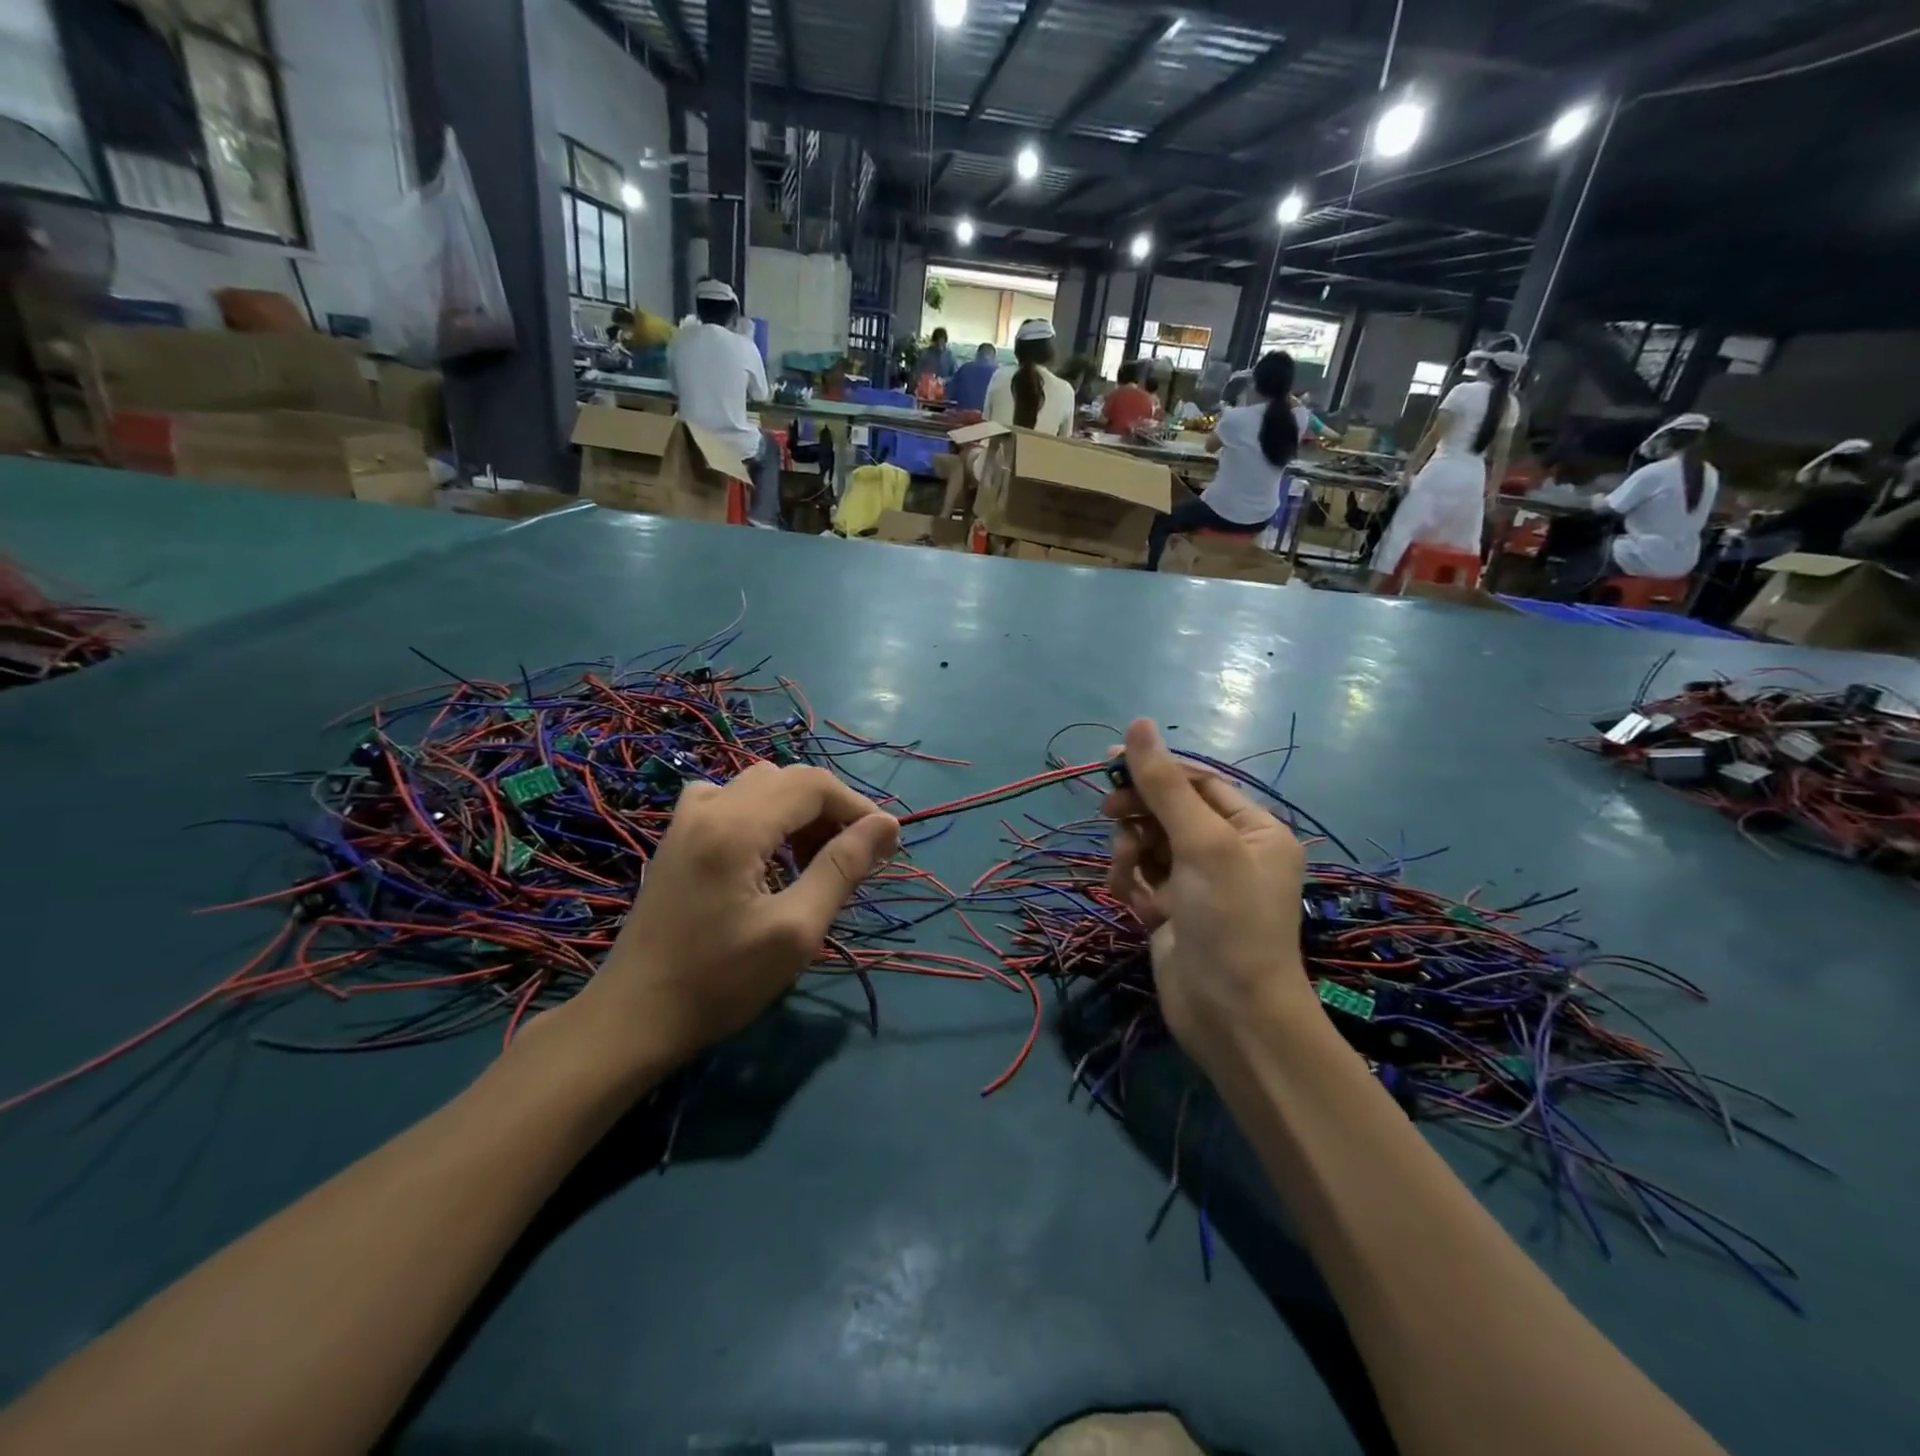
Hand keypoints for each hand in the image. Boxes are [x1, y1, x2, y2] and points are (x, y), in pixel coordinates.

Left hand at [578, 764, 899, 1075]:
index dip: (857, 807)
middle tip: (851, 858)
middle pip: (787, 779)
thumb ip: (843, 868)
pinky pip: (728, 800)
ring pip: (758, 785)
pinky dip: (761, 815)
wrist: (633, 1020)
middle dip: (829, 809)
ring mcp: (685, 821)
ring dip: (796, 811)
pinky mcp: (676, 840)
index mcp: (736, 826)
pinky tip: (764, 855)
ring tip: (811, 860)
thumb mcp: (796, 930)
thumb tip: (887, 823)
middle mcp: (709, 808)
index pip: (813, 784)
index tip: (885, 846)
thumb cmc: (720, 982)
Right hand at [1101, 721, 1315, 1072]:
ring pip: (1148, 845)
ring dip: (1131, 854)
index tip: (1109, 762)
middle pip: (1169, 811)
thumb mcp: (1201, 843)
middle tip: (1110, 814)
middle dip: (1139, 814)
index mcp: (1253, 829)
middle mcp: (1228, 851)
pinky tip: (1132, 904)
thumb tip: (1138, 724)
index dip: (1155, 768)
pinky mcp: (1172, 912)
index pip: (1198, 781)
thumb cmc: (1229, 919)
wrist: (1231, 1016)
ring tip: (1129, 875)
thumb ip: (1164, 784)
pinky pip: (1141, 880)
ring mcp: (1198, 884)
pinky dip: (1131, 885)